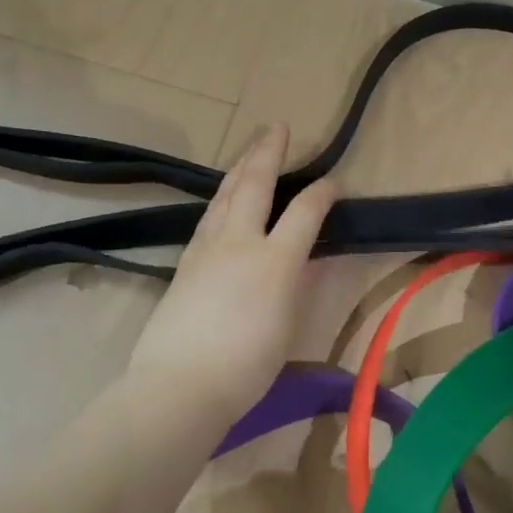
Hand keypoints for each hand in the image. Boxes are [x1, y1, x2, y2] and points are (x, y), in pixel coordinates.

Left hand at [124, 123, 336, 426]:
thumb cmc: (246, 366)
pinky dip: (222, 197)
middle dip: (268, 152)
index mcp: (274, 261)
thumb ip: (294, 284)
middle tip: (277, 127)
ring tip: (251, 149)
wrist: (179, 385)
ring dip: (241, 166)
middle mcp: (239, 243)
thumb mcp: (287, 324)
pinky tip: (223, 197)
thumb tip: (297, 261)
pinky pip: (209, 216)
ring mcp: (207, 249)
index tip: (333, 182)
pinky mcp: (186, 262)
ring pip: (225, 195)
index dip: (322, 193)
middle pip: (255, 185)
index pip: (304, 213)